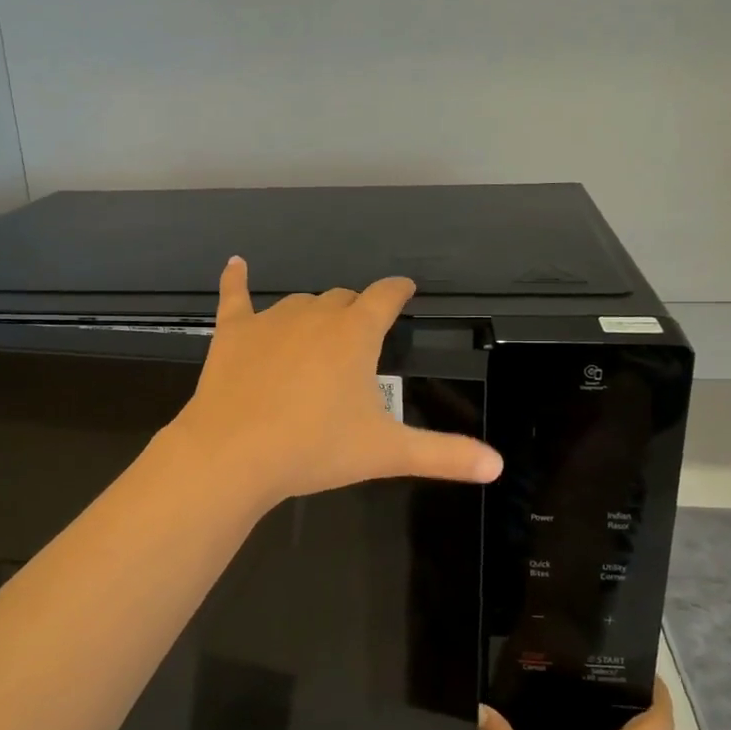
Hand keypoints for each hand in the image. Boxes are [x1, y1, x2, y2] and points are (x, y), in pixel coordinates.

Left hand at [170, 256, 502, 507]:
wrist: (234, 454)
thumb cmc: (315, 448)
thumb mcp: (386, 452)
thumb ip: (443, 454)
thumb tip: (497, 466)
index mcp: (355, 334)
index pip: (385, 297)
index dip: (398, 291)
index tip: (405, 289)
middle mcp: (316, 314)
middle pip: (343, 299)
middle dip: (356, 310)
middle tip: (360, 335)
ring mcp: (270, 320)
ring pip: (300, 302)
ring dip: (314, 312)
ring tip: (317, 334)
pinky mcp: (232, 332)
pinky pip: (234, 296)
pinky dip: (236, 279)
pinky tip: (235, 264)